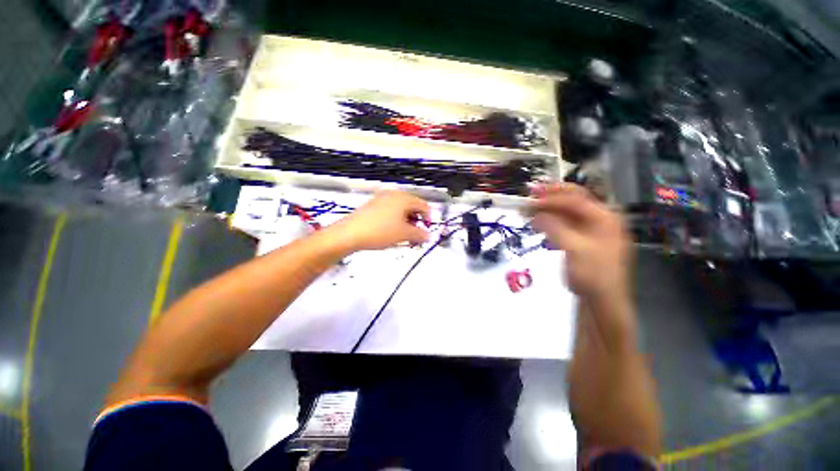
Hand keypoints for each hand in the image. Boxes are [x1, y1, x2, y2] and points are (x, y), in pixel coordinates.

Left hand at [330, 191, 430, 250]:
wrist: (349, 234)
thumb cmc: (379, 231)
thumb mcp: (404, 234)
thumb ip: (420, 234)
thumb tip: (428, 236)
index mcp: (403, 198)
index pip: (424, 206)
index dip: (428, 219)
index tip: (426, 232)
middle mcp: (393, 195)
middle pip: (412, 207)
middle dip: (417, 223)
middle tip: (415, 236)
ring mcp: (381, 199)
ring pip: (401, 210)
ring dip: (406, 223)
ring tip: (404, 236)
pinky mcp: (372, 206)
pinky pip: (390, 212)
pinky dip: (395, 221)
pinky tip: (391, 232)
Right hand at [530, 183, 630, 301]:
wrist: (602, 300)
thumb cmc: (593, 274)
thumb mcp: (574, 249)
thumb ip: (555, 227)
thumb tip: (536, 214)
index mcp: (605, 218)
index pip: (575, 200)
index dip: (552, 198)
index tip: (530, 199)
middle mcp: (599, 219)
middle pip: (573, 200)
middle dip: (551, 197)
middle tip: (530, 195)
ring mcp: (591, 229)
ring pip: (566, 212)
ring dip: (547, 209)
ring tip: (529, 209)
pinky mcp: (581, 239)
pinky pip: (564, 224)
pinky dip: (550, 221)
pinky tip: (537, 223)